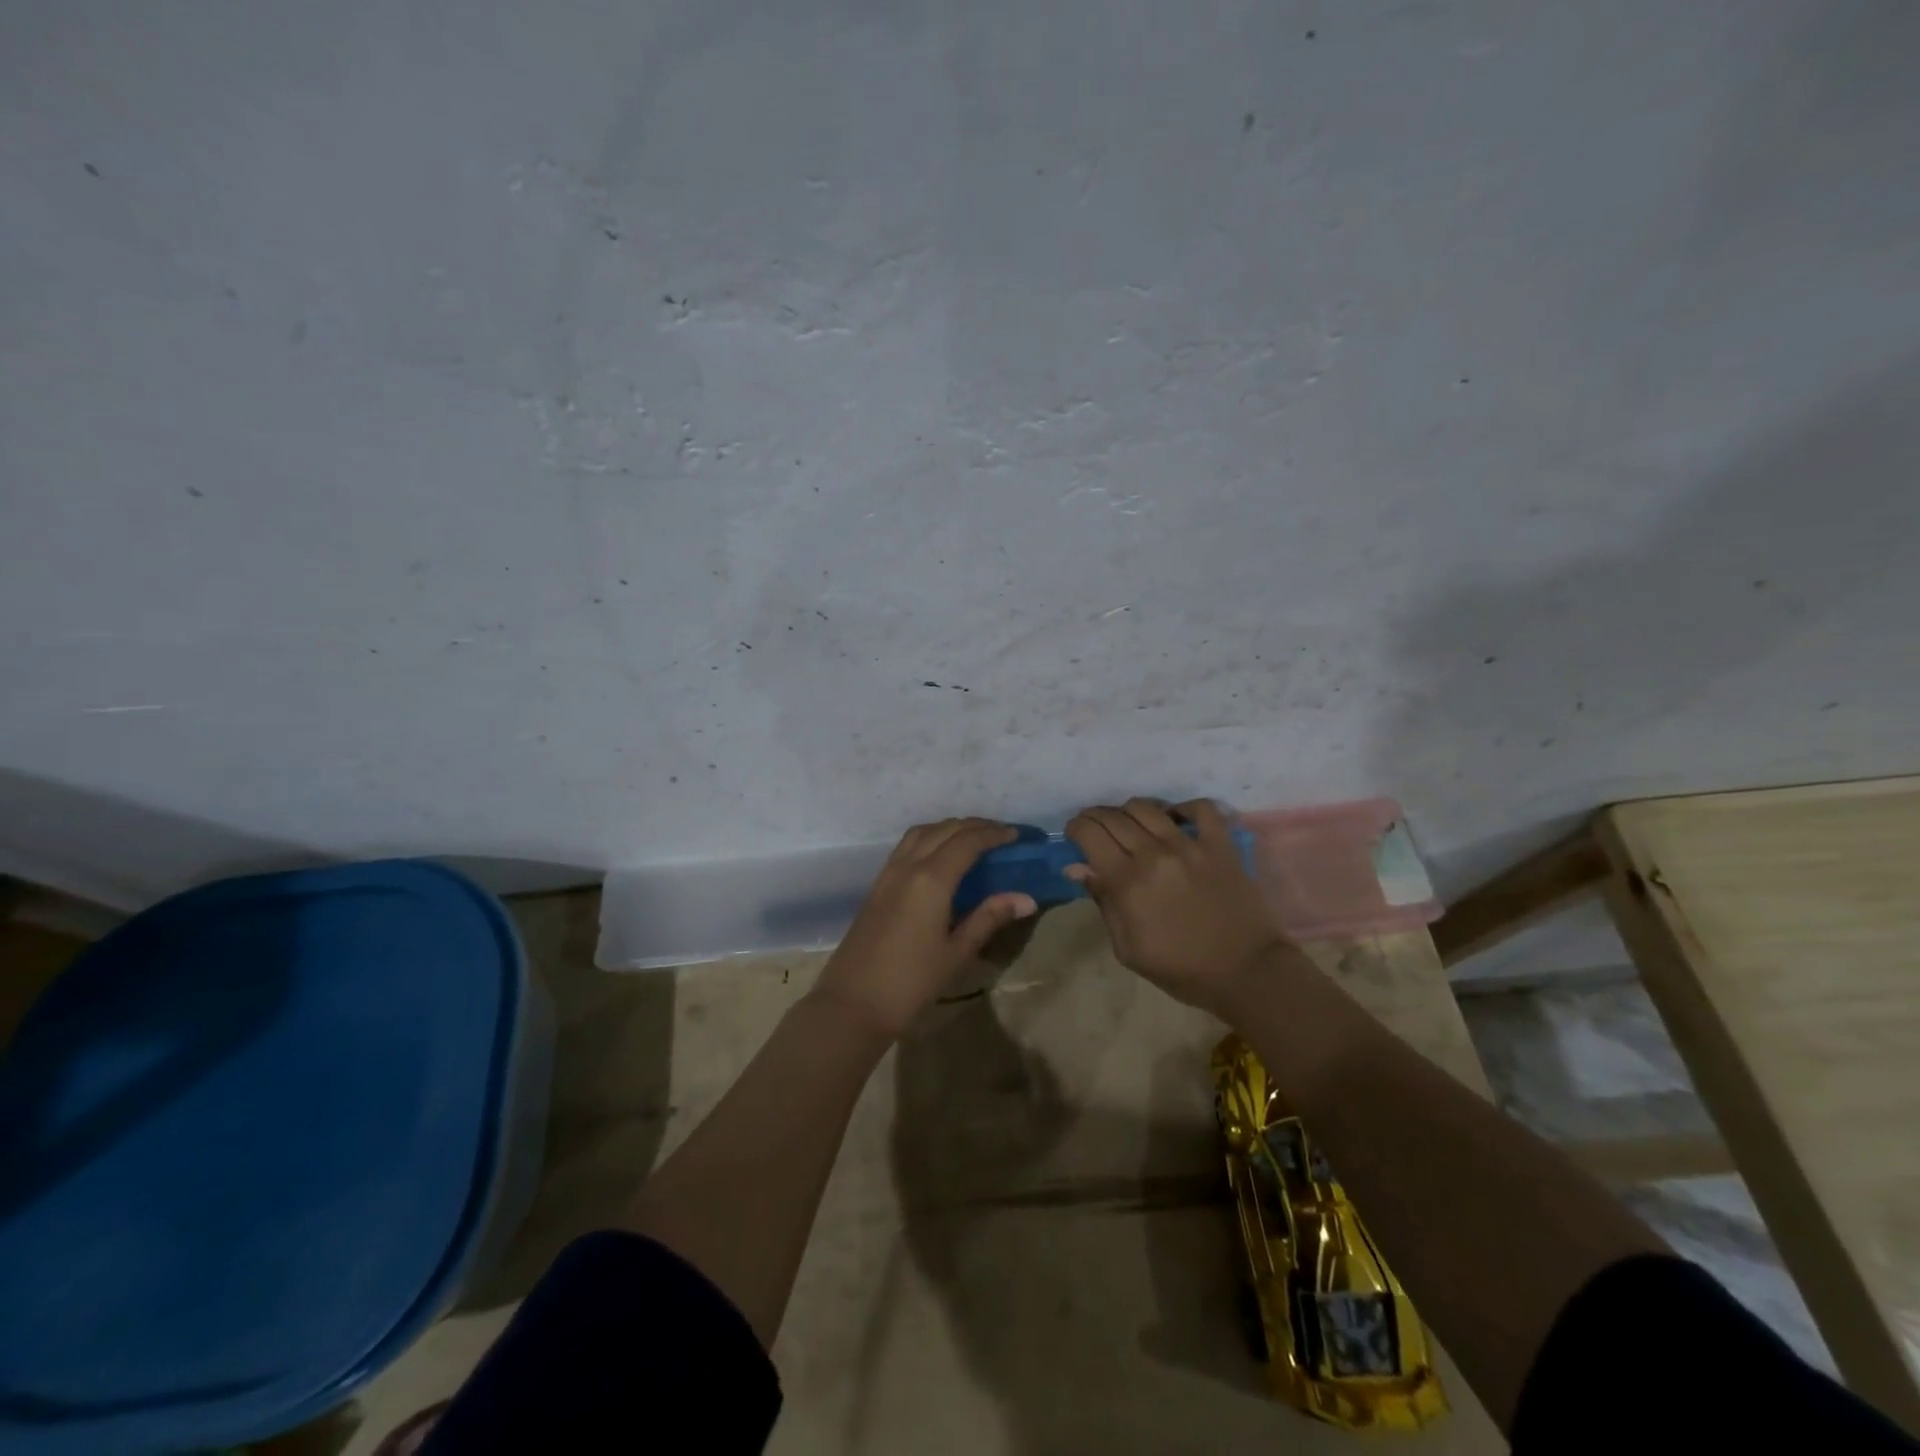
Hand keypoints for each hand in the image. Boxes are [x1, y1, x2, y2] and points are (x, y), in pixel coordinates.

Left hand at [810, 818, 1037, 1039]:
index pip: (967, 842)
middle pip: (945, 830)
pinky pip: (907, 845)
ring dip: (949, 828)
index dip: (993, 834)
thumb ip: (989, 918)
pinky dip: (930, 837)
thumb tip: (1026, 898)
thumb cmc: (911, 982)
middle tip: (1000, 835)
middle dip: (975, 826)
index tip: (1016, 836)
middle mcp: (909, 866)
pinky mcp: (878, 884)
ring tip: (973, 839)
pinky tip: (940, 855)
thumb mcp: (957, 952)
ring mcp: (889, 873)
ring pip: (922, 832)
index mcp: (931, 879)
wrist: (853, 1002)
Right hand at [1065, 798, 1287, 1011]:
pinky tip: (1174, 818)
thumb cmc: (1182, 969)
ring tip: (1128, 823)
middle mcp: (1154, 854)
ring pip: (1148, 807)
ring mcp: (1190, 845)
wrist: (1247, 973)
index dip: (1076, 828)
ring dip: (1129, 810)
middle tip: (1094, 827)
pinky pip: (1200, 809)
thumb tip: (1077, 868)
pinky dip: (1183, 807)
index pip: (1090, 834)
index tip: (1074, 835)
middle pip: (1114, 817)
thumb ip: (1103, 902)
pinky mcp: (1220, 845)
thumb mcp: (1128, 949)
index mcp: (1127, 881)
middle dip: (1095, 817)